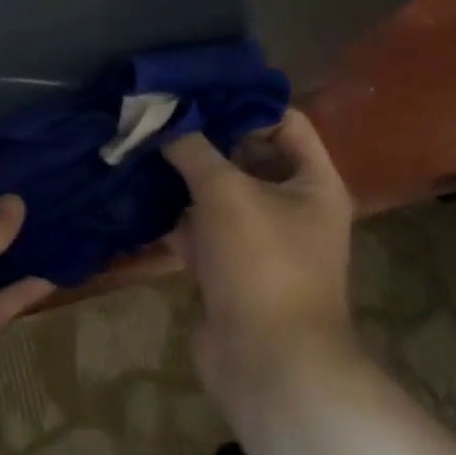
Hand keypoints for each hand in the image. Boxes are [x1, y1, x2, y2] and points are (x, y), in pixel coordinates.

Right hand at [164, 110, 357, 407]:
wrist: (268, 363)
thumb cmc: (261, 263)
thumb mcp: (226, 192)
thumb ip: (194, 150)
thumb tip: (164, 120)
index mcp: (312, 183)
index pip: (284, 122)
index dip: (244, 103)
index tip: (196, 91)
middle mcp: (291, 207)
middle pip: (247, 158)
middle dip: (204, 141)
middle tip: (158, 117)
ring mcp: (260, 241)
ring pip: (220, 197)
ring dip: (186, 180)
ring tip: (142, 149)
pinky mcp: (231, 270)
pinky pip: (204, 233)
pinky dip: (178, 221)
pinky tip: (142, 201)